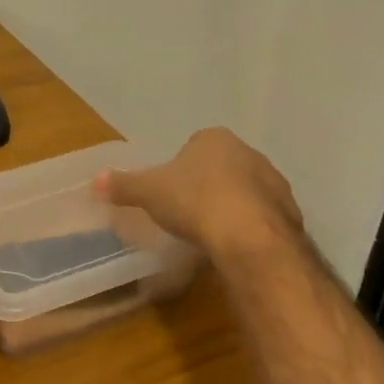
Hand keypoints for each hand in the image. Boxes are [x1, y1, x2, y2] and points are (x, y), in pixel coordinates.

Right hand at [95, 128, 301, 258]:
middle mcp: (248, 152)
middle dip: (207, 185)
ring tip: (211, 233)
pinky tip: (234, 244)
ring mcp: (273, 181)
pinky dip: (249, 226)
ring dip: (231, 205)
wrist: (248, 236)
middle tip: (188, 213)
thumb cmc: (194, 201)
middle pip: (221, 167)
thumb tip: (94, 180)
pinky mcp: (289, 211)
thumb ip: (123, 185)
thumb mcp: (149, 192)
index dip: (180, 169)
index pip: (193, 146)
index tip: (171, 193)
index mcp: (214, 139)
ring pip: (244, 190)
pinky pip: (262, 215)